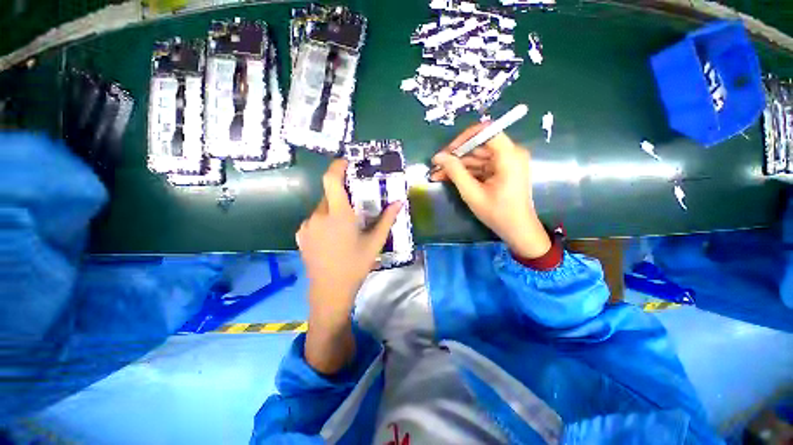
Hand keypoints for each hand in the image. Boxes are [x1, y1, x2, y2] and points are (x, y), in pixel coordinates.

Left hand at [296, 159, 401, 373]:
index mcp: (338, 214)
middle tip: (354, 208)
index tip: (346, 162)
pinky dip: (324, 221)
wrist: (330, 290)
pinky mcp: (301, 235)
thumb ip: (387, 219)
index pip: (331, 180)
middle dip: (341, 196)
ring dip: (333, 210)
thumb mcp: (374, 242)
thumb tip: (399, 202)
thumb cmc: (355, 265)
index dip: (337, 166)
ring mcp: (307, 226)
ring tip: (345, 228)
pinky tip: (332, 237)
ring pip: (322, 208)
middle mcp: (319, 215)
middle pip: (329, 194)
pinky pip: (314, 220)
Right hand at [430, 123, 550, 258]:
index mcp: (509, 156)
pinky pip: (481, 166)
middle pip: (479, 145)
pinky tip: (448, 177)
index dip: (463, 138)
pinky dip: (466, 172)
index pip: (486, 131)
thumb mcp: (472, 193)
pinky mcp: (501, 170)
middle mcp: (510, 153)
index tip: (447, 152)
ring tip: (437, 174)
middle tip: (436, 166)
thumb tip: (438, 156)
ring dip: (457, 165)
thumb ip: (455, 172)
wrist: (517, 230)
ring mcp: (506, 162)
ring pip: (477, 157)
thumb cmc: (497, 213)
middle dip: (456, 156)